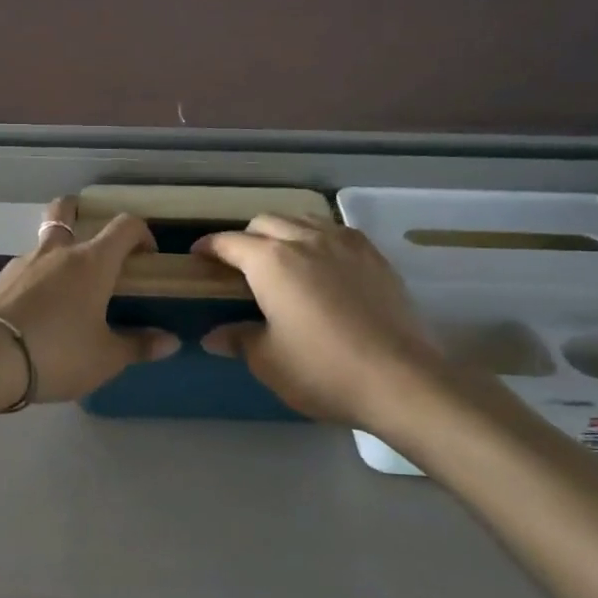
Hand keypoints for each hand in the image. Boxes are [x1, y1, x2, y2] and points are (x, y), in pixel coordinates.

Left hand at [0, 198, 176, 403]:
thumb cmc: (57, 353)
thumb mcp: (105, 358)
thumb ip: (138, 346)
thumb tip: (170, 341)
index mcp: (92, 262)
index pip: (124, 226)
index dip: (142, 233)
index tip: (147, 256)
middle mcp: (57, 251)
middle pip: (67, 210)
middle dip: (81, 212)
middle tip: (93, 241)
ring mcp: (22, 262)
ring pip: (43, 242)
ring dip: (57, 254)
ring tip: (64, 293)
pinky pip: (23, 270)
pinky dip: (34, 280)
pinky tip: (35, 312)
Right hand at [194, 216, 448, 429]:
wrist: (399, 379)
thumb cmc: (322, 370)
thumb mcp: (268, 361)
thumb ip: (238, 339)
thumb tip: (213, 336)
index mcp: (271, 262)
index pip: (229, 243)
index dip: (209, 247)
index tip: (198, 255)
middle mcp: (305, 240)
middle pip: (265, 222)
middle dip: (246, 237)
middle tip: (239, 264)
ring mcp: (344, 243)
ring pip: (302, 219)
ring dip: (282, 231)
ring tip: (280, 258)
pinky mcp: (373, 255)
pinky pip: (335, 231)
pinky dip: (317, 238)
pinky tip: (321, 263)